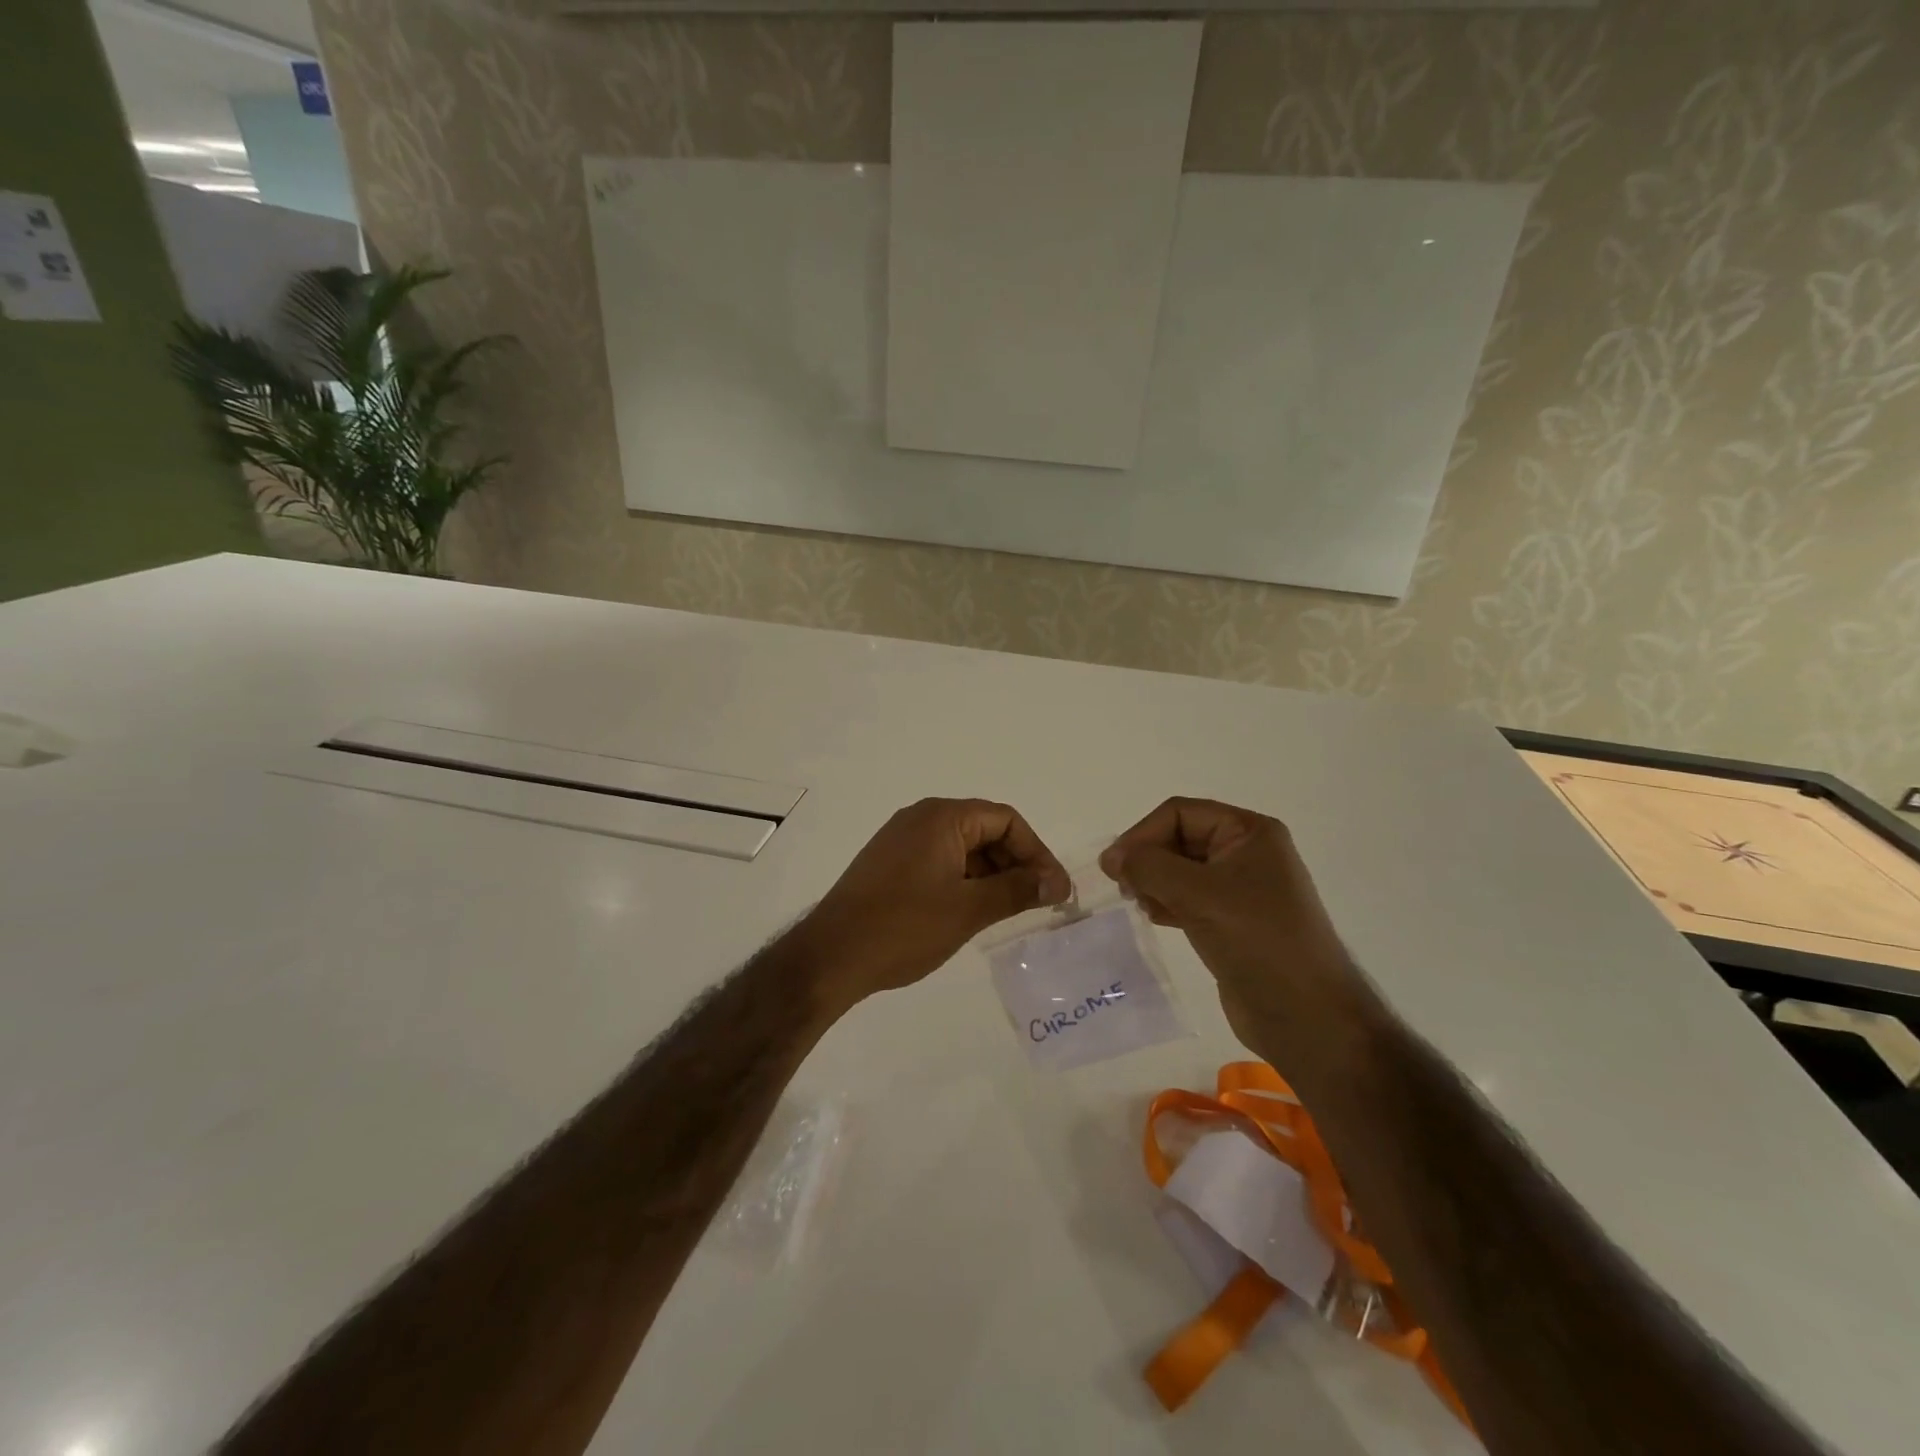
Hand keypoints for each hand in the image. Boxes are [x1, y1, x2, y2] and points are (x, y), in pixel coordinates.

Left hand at [801, 798, 1069, 1014]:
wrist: (831, 956)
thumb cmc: (904, 927)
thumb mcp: (969, 909)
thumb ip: (1017, 890)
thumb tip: (1057, 882)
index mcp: (942, 817)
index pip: (1005, 820)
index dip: (1036, 852)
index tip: (1054, 889)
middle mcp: (922, 818)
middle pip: (985, 830)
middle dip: (1015, 863)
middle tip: (1037, 903)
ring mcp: (902, 840)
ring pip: (963, 848)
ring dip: (991, 874)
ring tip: (1008, 911)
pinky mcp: (890, 863)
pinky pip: (940, 861)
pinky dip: (964, 880)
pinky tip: (972, 911)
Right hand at [1100, 798, 1358, 1063]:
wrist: (1307, 1017)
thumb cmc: (1257, 941)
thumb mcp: (1198, 894)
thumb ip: (1149, 867)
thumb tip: (1112, 858)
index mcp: (1249, 833)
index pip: (1180, 813)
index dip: (1143, 834)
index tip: (1113, 867)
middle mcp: (1246, 853)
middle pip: (1179, 838)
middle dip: (1147, 858)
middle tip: (1122, 887)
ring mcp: (1240, 889)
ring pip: (1180, 870)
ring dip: (1153, 881)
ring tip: (1138, 903)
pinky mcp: (1231, 921)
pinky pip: (1188, 898)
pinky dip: (1165, 902)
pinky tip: (1154, 917)